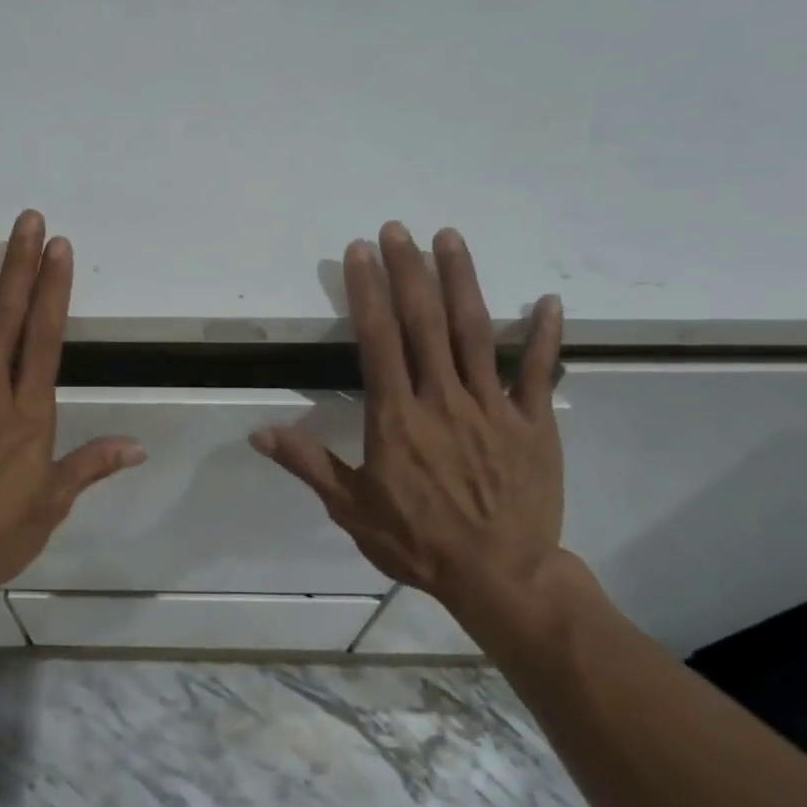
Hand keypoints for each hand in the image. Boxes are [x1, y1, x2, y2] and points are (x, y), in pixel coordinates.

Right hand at [252, 223, 579, 652]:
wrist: (500, 577)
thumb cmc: (418, 542)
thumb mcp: (352, 509)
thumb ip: (309, 464)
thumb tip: (259, 433)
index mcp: (397, 416)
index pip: (378, 340)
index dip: (367, 291)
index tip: (360, 252)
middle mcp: (443, 398)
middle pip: (424, 322)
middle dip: (409, 271)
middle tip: (398, 229)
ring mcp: (493, 406)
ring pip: (476, 332)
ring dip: (462, 281)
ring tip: (450, 238)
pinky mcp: (533, 422)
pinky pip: (539, 371)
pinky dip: (545, 335)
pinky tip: (547, 300)